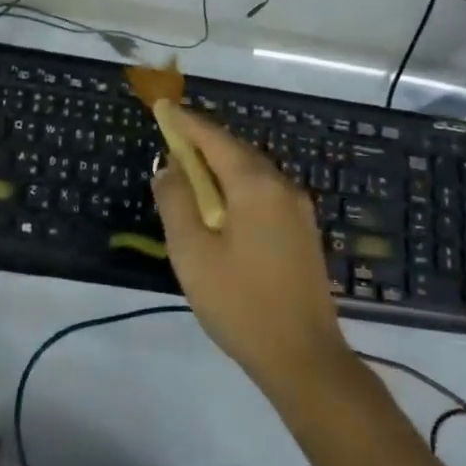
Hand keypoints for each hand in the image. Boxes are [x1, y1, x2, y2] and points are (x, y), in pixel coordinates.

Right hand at [151, 103, 349, 392]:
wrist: (303, 357)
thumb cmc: (239, 302)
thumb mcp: (192, 251)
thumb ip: (176, 201)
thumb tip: (168, 166)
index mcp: (255, 185)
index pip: (215, 139)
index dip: (186, 123)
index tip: (163, 108)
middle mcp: (282, 187)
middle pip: (236, 151)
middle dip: (203, 142)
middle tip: (171, 139)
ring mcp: (298, 210)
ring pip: (252, 172)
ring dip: (219, 166)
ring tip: (190, 171)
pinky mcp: (302, 232)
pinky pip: (263, 193)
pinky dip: (236, 187)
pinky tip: (220, 206)